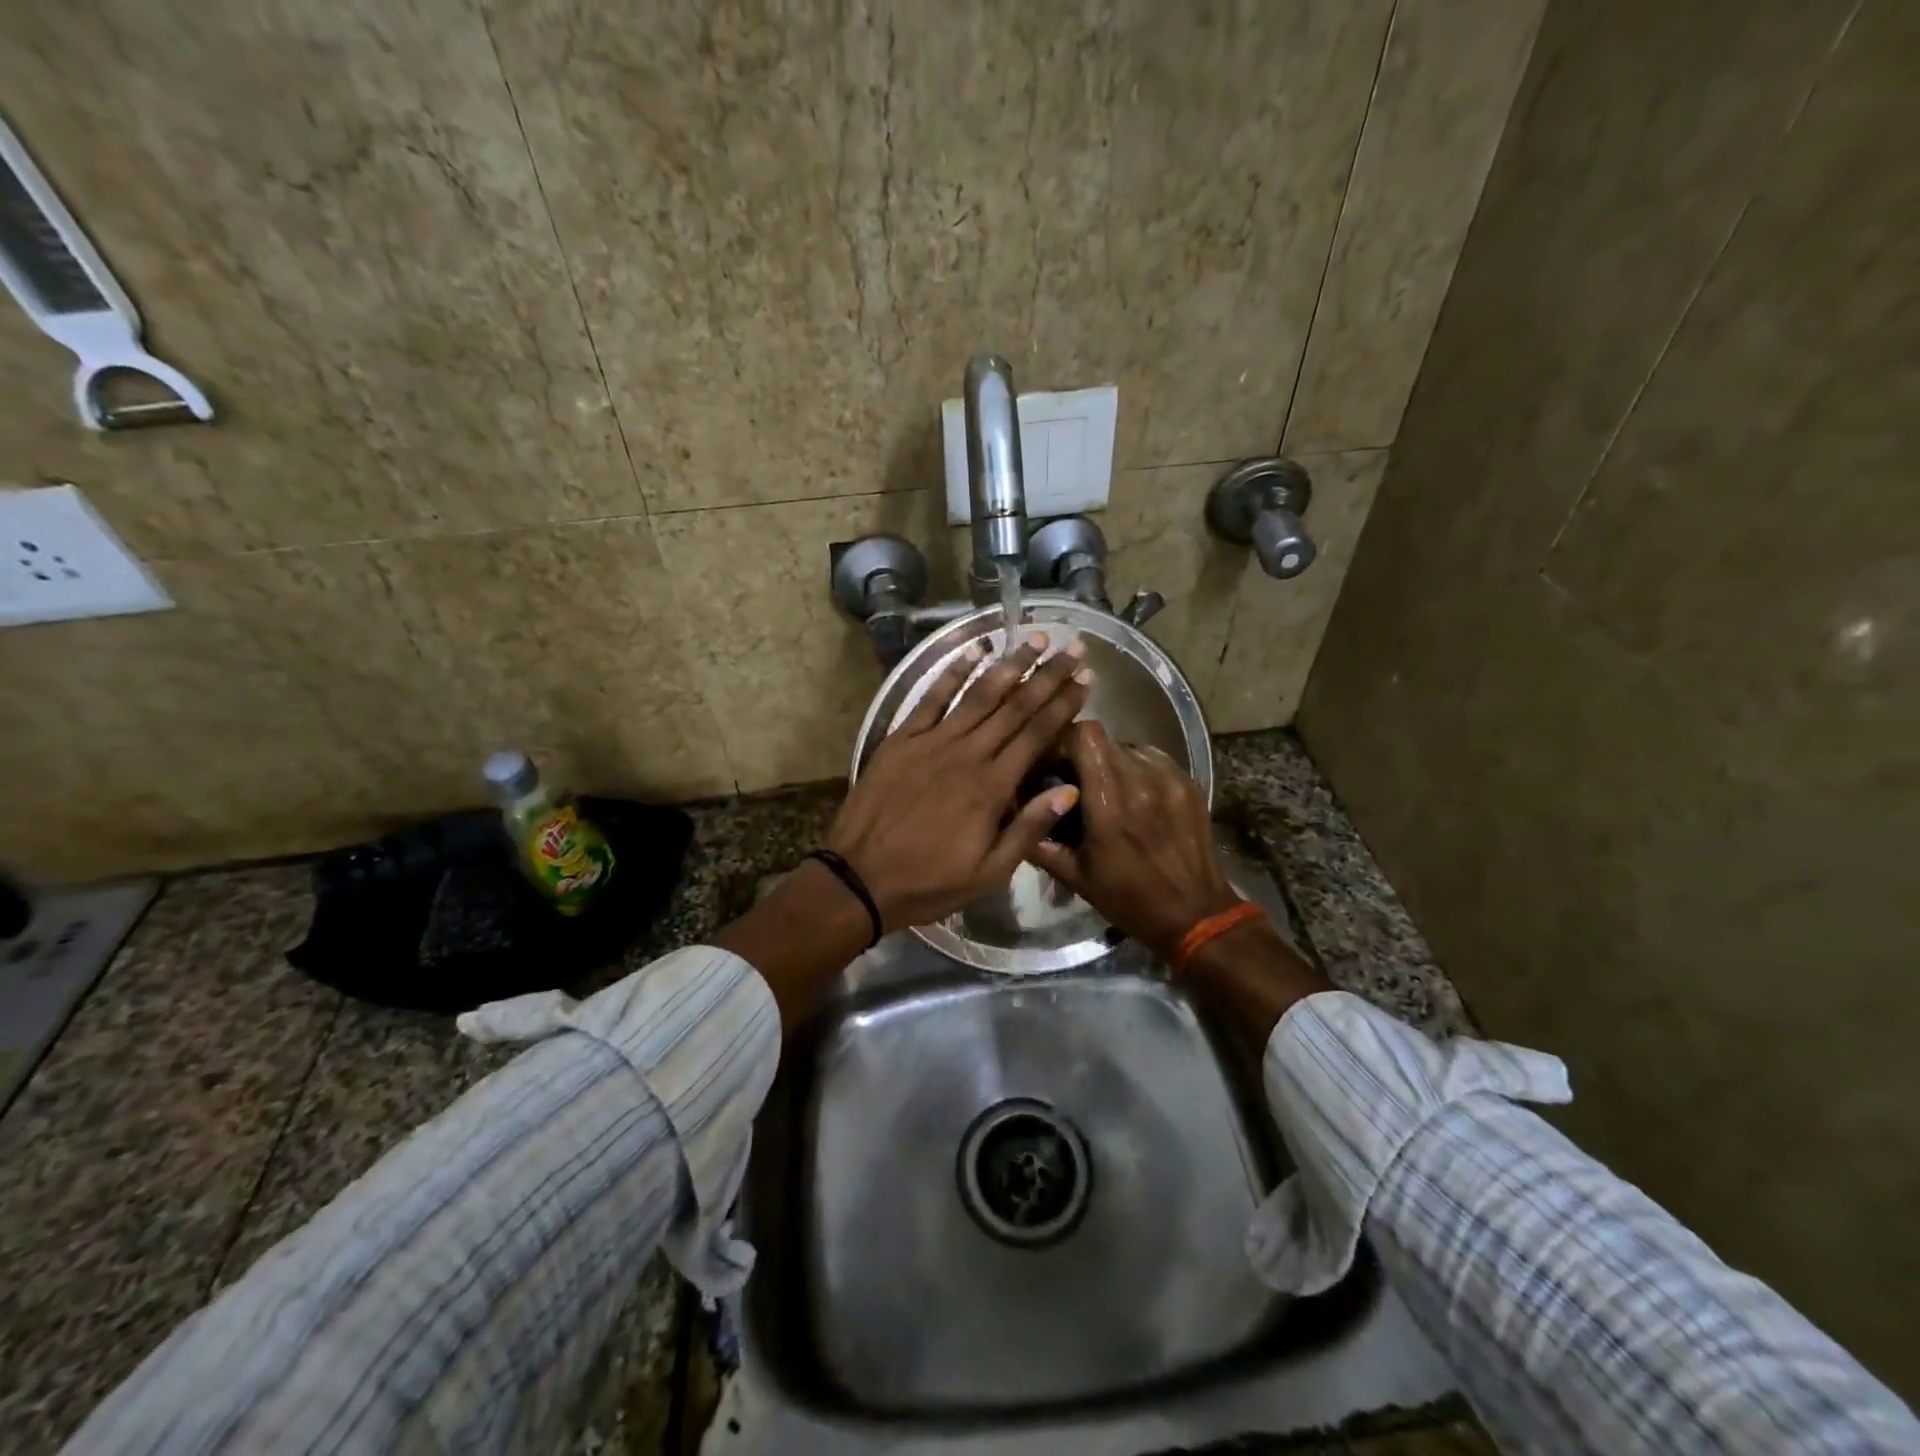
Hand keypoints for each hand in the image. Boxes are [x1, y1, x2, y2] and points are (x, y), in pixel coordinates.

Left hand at [825, 633, 1091, 930]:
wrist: (859, 878)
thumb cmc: (929, 882)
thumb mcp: (989, 873)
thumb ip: (1029, 829)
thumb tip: (1070, 790)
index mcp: (992, 787)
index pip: (1037, 735)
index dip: (1063, 705)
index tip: (1085, 679)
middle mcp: (967, 754)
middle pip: (1015, 707)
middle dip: (1048, 675)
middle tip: (1073, 647)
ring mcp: (932, 742)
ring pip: (978, 695)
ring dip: (1009, 664)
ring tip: (1035, 638)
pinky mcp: (902, 739)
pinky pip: (931, 698)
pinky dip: (952, 673)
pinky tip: (973, 650)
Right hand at [1028, 720, 1240, 961]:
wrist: (1195, 914)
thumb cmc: (1129, 898)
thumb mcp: (1076, 876)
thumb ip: (1040, 842)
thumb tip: (1014, 816)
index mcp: (1109, 802)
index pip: (1085, 736)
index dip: (1064, 741)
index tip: (1053, 763)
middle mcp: (1140, 780)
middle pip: (1103, 739)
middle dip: (1083, 754)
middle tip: (1076, 781)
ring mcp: (1169, 779)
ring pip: (1128, 747)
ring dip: (1111, 762)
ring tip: (1107, 790)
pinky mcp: (1189, 783)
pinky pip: (1153, 760)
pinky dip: (1137, 769)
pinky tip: (1135, 796)